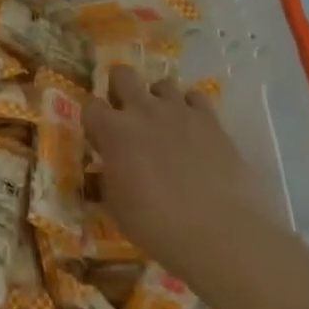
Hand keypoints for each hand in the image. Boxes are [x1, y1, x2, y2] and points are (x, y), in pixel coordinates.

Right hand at [84, 66, 263, 286]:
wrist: (217, 234)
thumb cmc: (156, 225)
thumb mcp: (116, 206)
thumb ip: (108, 177)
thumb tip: (108, 169)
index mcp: (113, 130)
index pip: (90, 105)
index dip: (94, 119)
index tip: (100, 136)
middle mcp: (142, 110)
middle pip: (122, 74)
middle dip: (120, 88)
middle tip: (127, 114)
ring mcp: (178, 111)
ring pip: (163, 83)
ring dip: (159, 99)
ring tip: (165, 123)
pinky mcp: (210, 120)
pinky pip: (196, 98)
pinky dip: (191, 109)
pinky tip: (194, 129)